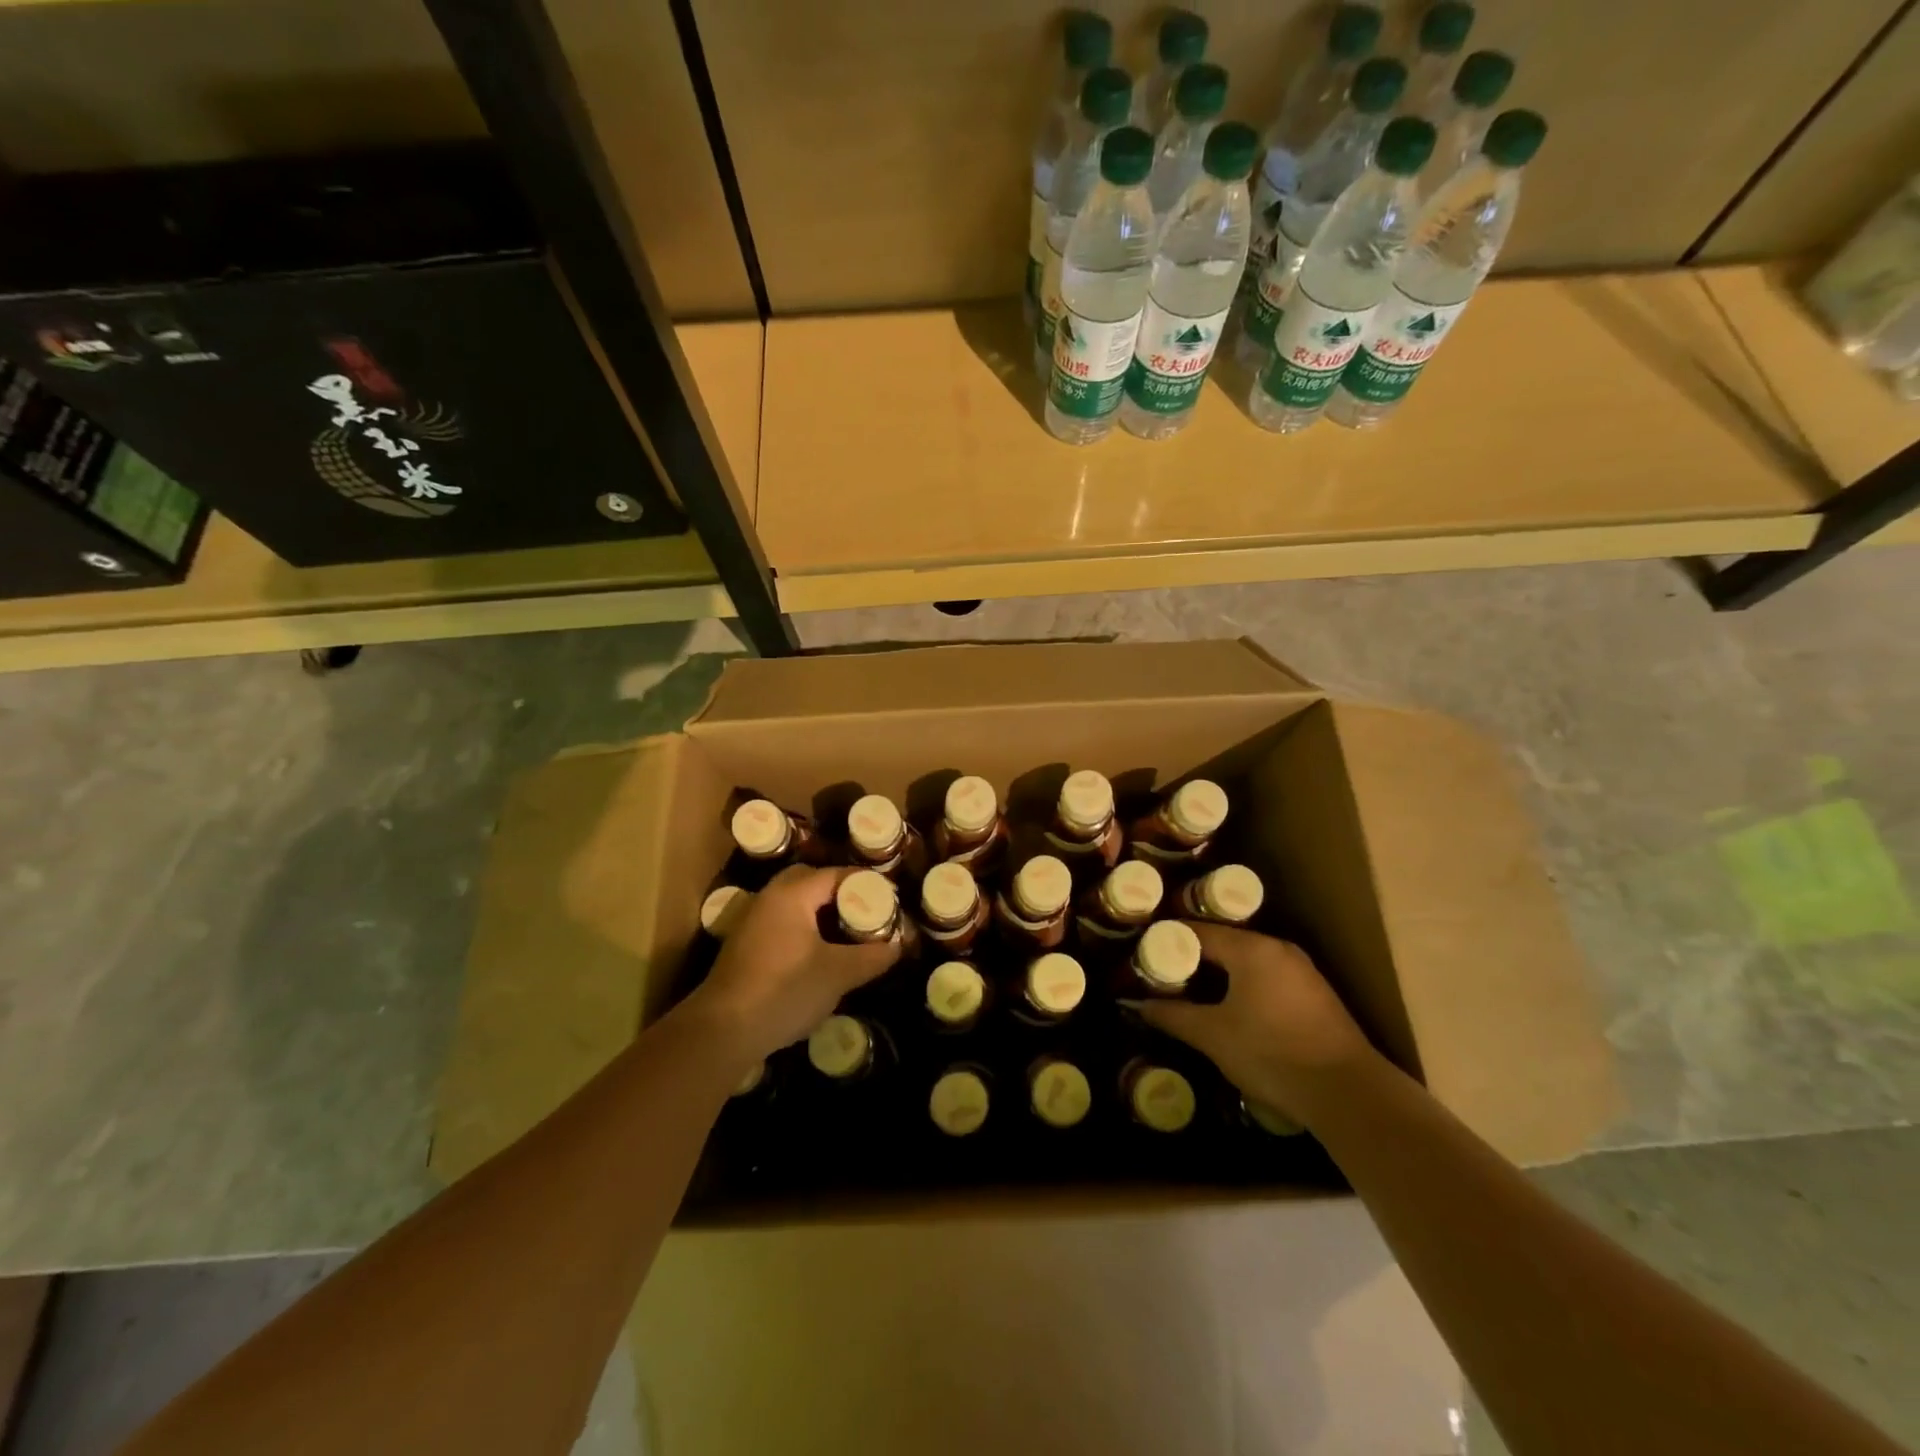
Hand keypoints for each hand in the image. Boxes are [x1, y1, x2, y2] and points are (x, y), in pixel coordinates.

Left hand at [686, 866, 900, 1061]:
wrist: (723, 1030)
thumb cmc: (785, 990)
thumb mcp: (838, 974)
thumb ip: (872, 956)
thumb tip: (899, 946)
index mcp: (791, 894)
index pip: (835, 875)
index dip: (865, 884)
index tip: (889, 898)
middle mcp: (769, 899)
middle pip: (810, 883)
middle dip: (840, 894)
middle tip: (866, 912)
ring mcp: (752, 923)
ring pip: (793, 905)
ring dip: (820, 913)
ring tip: (848, 933)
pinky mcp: (744, 948)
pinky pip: (782, 925)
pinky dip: (804, 930)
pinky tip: (819, 955)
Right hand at [1140, 924, 1380, 1128]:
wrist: (1347, 1094)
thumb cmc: (1272, 1054)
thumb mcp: (1212, 1036)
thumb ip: (1173, 1016)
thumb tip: (1139, 1005)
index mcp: (1252, 949)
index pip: (1198, 931)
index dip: (1168, 941)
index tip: (1144, 953)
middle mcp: (1278, 949)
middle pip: (1225, 943)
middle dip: (1194, 958)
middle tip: (1164, 974)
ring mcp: (1302, 971)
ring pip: (1248, 961)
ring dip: (1221, 974)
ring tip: (1193, 991)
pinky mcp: (1316, 995)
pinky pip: (1268, 978)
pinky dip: (1245, 986)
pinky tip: (1232, 1009)